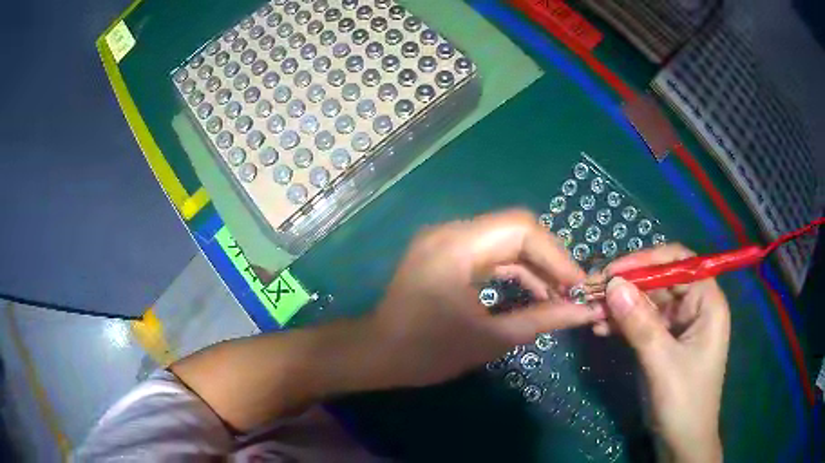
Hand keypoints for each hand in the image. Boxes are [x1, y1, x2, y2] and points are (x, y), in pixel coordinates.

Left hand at [361, 209, 603, 389]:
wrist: (376, 355)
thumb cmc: (426, 352)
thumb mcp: (489, 339)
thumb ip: (541, 320)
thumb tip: (584, 312)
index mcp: (457, 246)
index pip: (521, 229)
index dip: (556, 254)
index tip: (579, 285)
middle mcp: (451, 232)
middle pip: (515, 230)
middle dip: (549, 261)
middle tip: (573, 291)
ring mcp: (445, 240)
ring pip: (504, 241)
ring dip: (534, 267)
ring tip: (559, 296)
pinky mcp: (445, 253)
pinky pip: (489, 254)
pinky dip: (513, 272)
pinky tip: (533, 293)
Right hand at [598, 245, 728, 462]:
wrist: (681, 442)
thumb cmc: (683, 401)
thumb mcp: (662, 362)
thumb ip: (640, 324)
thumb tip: (613, 284)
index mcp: (707, 302)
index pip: (679, 263)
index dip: (647, 261)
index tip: (613, 271)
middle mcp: (694, 307)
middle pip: (660, 281)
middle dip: (628, 286)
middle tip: (593, 291)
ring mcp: (678, 325)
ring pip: (647, 302)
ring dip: (621, 306)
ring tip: (592, 312)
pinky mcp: (663, 341)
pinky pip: (641, 323)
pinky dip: (622, 324)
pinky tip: (601, 329)